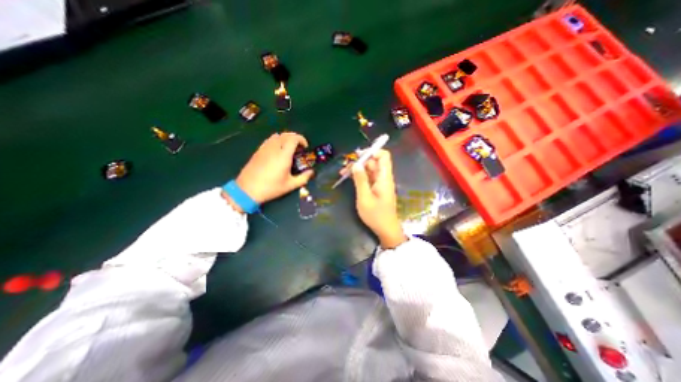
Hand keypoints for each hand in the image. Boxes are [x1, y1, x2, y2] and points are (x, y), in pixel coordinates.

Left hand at [231, 133, 312, 207]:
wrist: (247, 190)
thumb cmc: (271, 188)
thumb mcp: (290, 185)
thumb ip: (303, 178)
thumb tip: (312, 172)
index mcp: (283, 155)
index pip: (294, 138)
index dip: (301, 139)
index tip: (305, 147)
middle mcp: (274, 148)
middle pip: (286, 134)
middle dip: (295, 138)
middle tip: (299, 148)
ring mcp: (264, 148)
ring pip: (277, 136)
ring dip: (285, 138)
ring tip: (289, 148)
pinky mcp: (258, 151)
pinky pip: (269, 140)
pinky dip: (277, 141)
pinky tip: (277, 151)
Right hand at [351, 151, 402, 249]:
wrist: (386, 230)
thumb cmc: (376, 215)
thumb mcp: (365, 197)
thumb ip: (360, 180)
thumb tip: (356, 164)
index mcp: (384, 178)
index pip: (384, 156)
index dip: (373, 152)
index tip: (358, 155)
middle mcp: (383, 178)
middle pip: (374, 162)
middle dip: (360, 161)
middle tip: (345, 167)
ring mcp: (380, 183)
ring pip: (369, 170)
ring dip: (357, 169)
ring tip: (343, 172)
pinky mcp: (376, 189)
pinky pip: (368, 178)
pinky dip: (359, 176)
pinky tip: (349, 178)